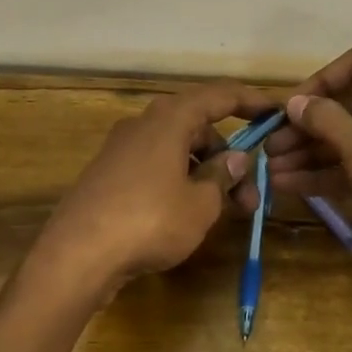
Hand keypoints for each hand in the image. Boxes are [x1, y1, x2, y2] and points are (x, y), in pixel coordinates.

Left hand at [34, 79, 274, 293]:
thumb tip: (236, 158)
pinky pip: (156, 167)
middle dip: (229, 157)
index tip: (274, 112)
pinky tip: (189, 213)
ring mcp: (122, 150)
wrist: (77, 255)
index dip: (249, 101)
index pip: (217, 96)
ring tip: (225, 212)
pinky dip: (180, 181)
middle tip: (250, 195)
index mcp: (169, 120)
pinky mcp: (109, 175)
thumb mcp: (200, 204)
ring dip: (205, 173)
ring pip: (176, 150)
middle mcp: (143, 125)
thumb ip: (222, 176)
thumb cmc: (149, 221)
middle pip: (197, 127)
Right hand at [265, 45, 351, 271]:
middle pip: (349, 105)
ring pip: (350, 137)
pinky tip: (291, 184)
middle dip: (308, 127)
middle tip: (270, 146)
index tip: (290, 107)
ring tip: (272, 170)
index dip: (320, 81)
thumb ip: (325, 121)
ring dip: (312, 153)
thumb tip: (294, 102)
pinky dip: (328, 172)